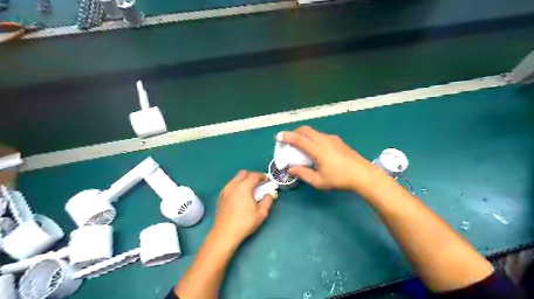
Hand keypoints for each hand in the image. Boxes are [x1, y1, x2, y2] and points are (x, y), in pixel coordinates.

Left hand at [210, 170, 272, 247]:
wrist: (224, 234)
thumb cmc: (245, 223)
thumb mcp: (261, 213)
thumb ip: (267, 201)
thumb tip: (269, 194)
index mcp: (243, 187)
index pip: (253, 176)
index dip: (261, 176)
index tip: (266, 179)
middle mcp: (233, 185)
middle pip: (243, 173)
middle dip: (251, 176)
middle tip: (258, 183)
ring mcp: (225, 190)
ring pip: (235, 179)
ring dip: (243, 180)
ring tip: (249, 190)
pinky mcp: (220, 196)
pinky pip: (230, 185)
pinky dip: (236, 186)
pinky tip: (240, 196)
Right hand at [280, 125, 378, 191]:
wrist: (362, 174)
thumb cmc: (339, 179)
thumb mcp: (318, 181)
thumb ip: (302, 173)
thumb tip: (290, 169)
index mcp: (317, 150)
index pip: (298, 139)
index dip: (286, 136)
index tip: (278, 136)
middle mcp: (323, 140)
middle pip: (305, 129)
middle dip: (294, 132)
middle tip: (288, 140)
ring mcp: (331, 138)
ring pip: (313, 131)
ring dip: (303, 135)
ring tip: (300, 145)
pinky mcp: (337, 140)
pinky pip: (320, 135)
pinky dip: (312, 137)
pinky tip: (315, 148)